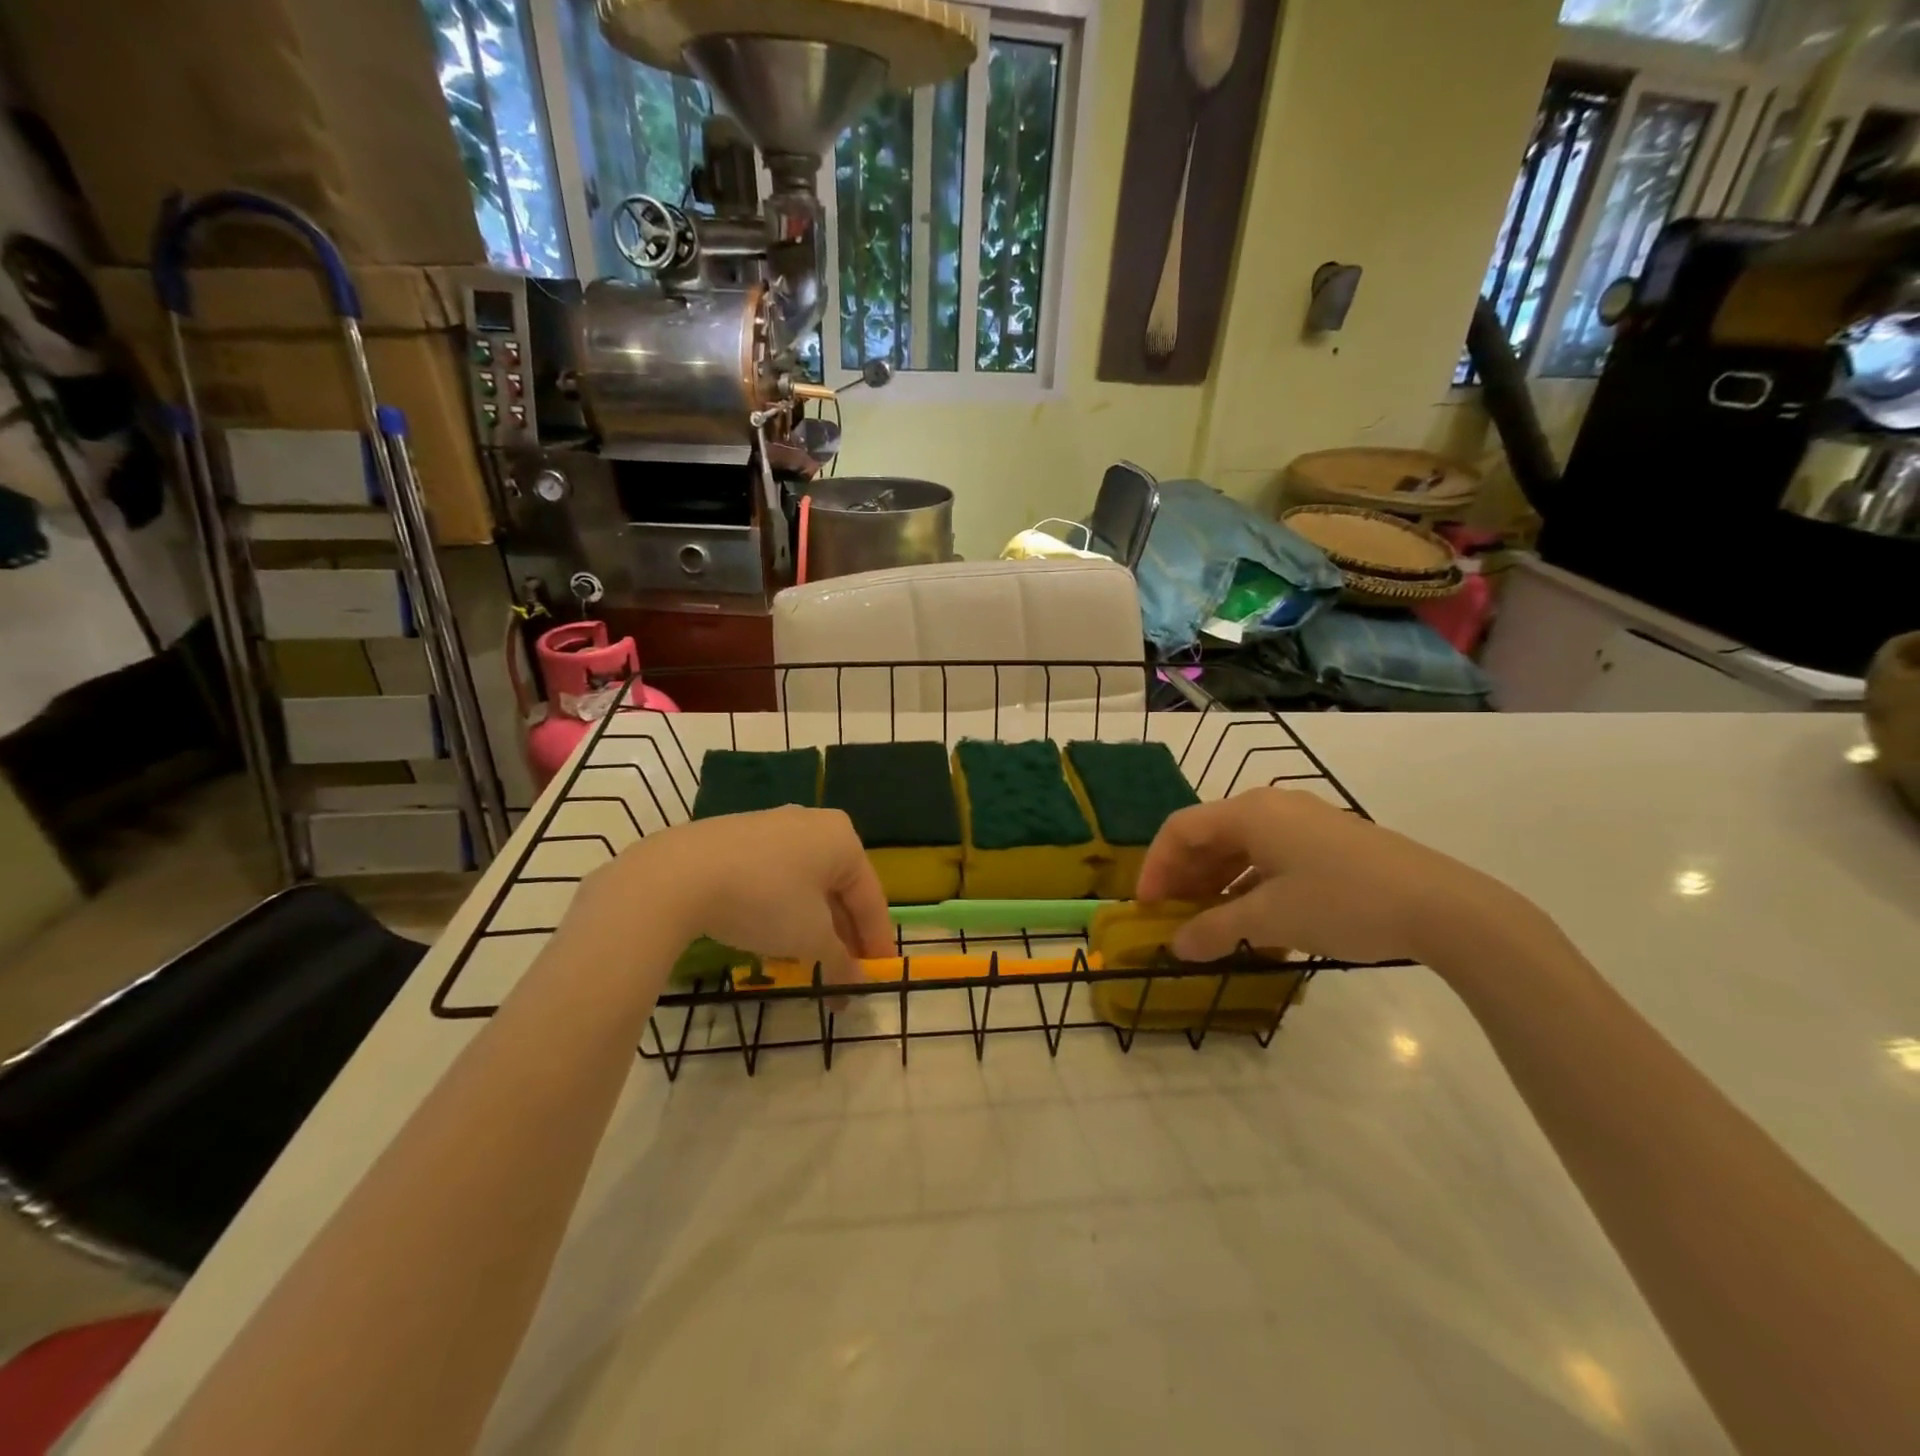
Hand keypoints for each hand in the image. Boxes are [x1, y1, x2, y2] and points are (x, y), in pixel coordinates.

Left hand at [562, 807, 893, 985]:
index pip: (871, 898)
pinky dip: (785, 908)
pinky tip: (775, 935)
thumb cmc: (765, 899)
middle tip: (845, 975)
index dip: (876, 942)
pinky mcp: (740, 837)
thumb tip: (855, 983)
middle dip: (843, 936)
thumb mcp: (809, 937)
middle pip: (839, 889)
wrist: (680, 874)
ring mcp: (775, 826)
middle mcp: (814, 824)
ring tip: (810, 962)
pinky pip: (777, 876)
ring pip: (807, 883)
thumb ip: (839, 960)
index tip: (878, 977)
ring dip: (814, 925)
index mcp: (843, 838)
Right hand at [1135, 789, 1528, 965]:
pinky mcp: (1329, 843)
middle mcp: (1271, 808)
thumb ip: (1216, 930)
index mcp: (1249, 812)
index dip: (1155, 866)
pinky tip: (1253, 922)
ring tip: (1208, 924)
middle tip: (1172, 917)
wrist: (1443, 906)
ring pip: (1240, 849)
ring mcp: (1303, 823)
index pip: (1180, 829)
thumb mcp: (1271, 918)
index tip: (1146, 907)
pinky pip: (1271, 858)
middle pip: (1209, 836)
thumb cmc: (1343, 902)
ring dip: (1216, 885)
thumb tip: (1176, 947)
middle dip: (1184, 877)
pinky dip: (1250, 886)